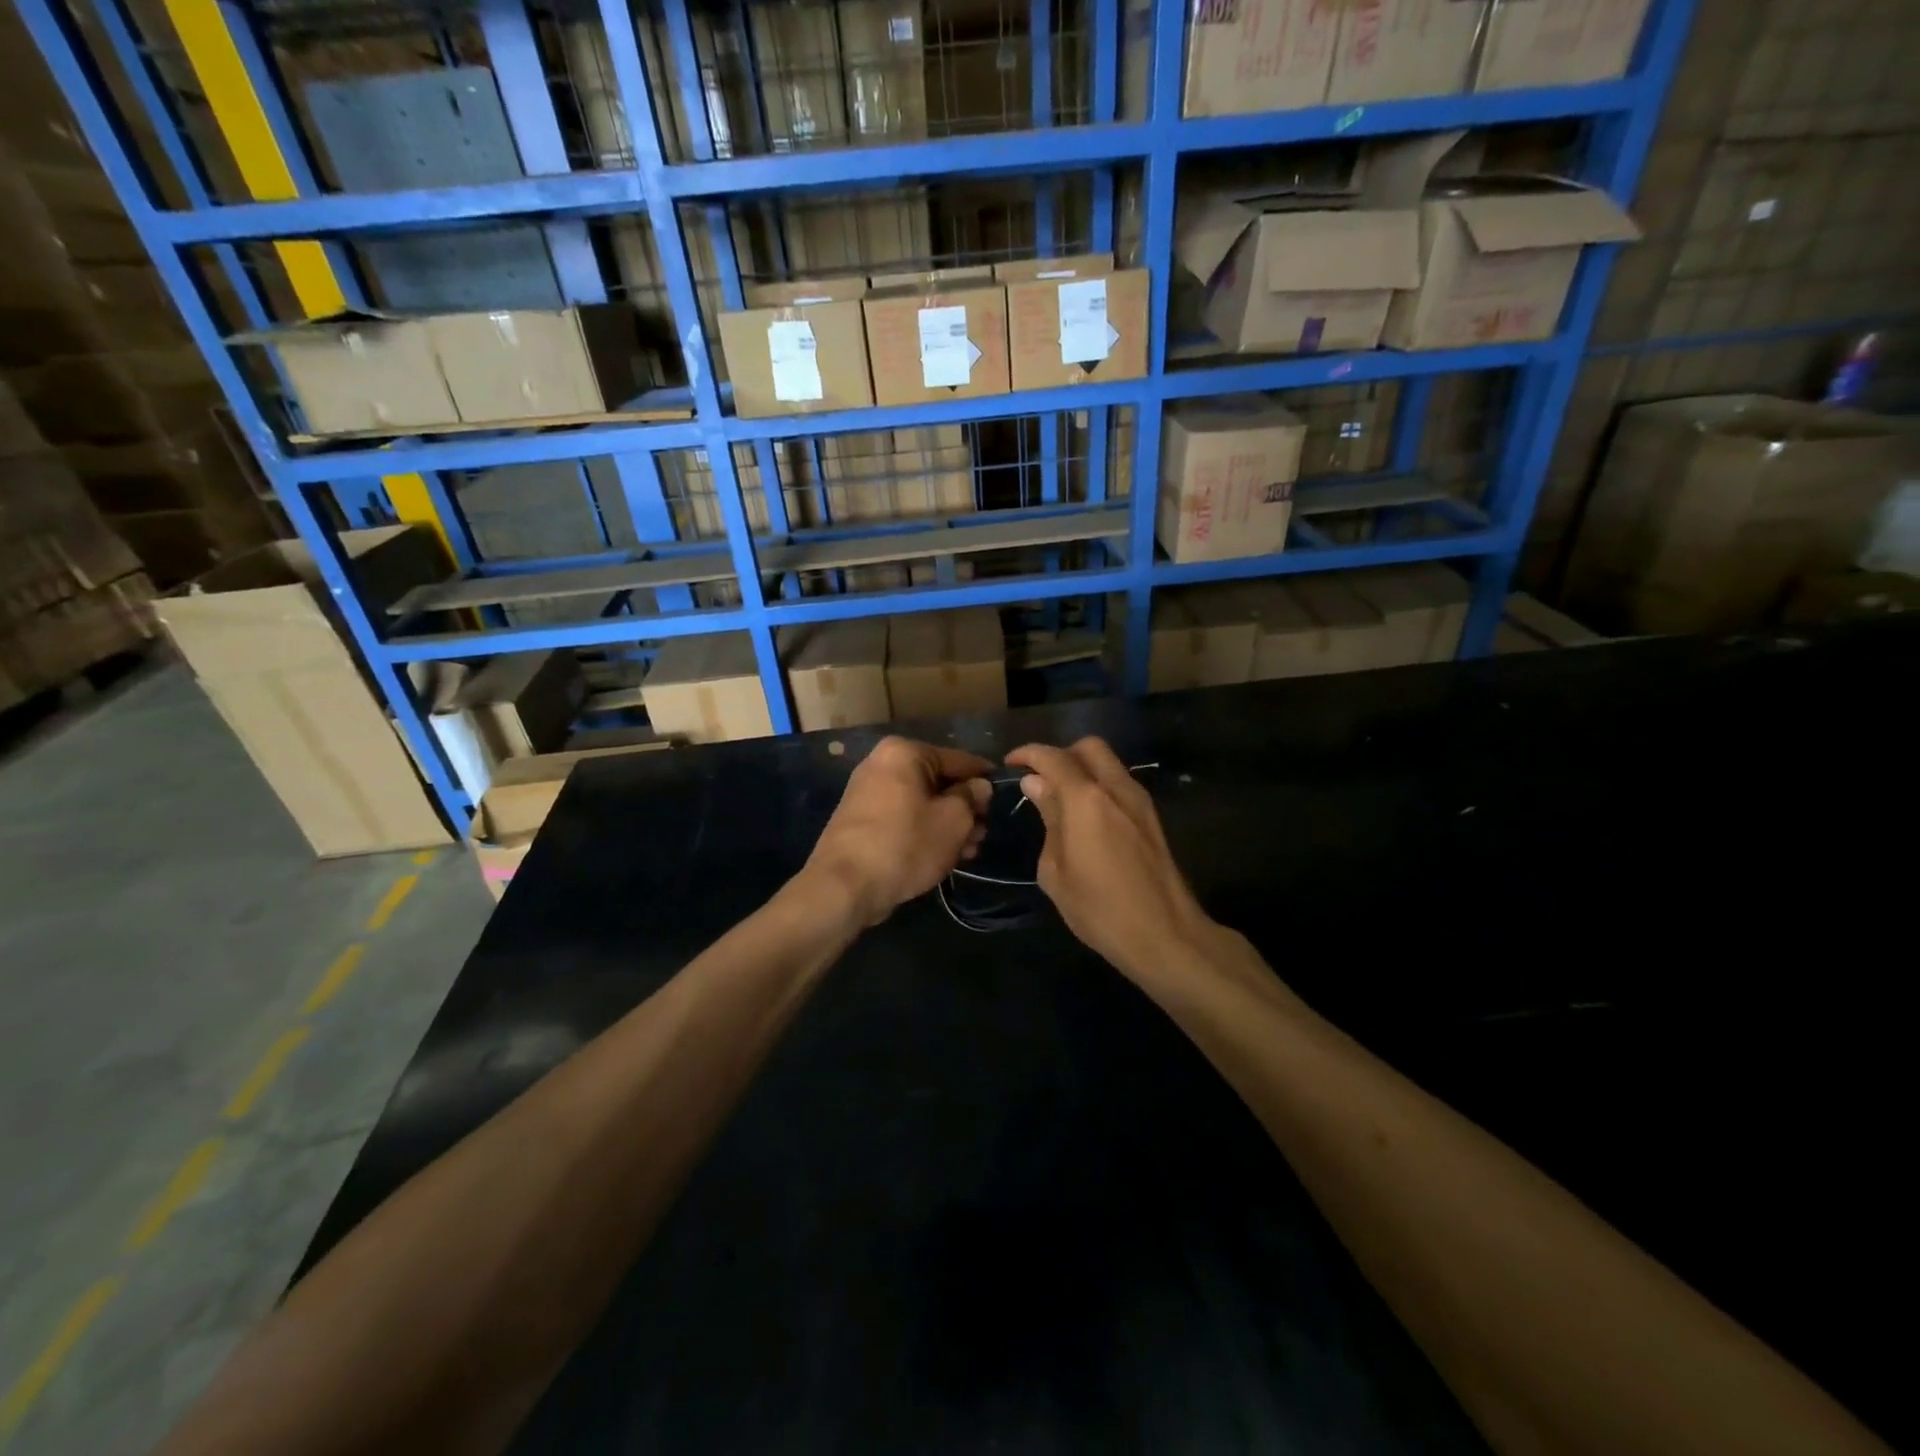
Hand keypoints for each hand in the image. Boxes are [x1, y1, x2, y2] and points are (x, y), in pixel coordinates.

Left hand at [805, 737, 991, 925]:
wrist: (844, 886)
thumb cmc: (905, 844)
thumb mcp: (953, 820)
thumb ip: (972, 798)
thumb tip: (979, 787)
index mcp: (904, 753)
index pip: (958, 759)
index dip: (984, 779)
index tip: (1004, 795)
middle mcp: (882, 764)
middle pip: (938, 782)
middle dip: (965, 808)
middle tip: (984, 834)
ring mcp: (869, 793)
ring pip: (922, 804)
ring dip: (948, 825)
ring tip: (969, 851)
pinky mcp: (862, 822)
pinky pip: (904, 819)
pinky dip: (925, 832)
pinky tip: (945, 855)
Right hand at [1006, 737, 1213, 978]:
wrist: (1165, 935)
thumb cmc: (1099, 910)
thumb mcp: (1056, 871)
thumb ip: (1048, 819)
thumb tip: (1036, 785)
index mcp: (1086, 799)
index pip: (1053, 757)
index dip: (1028, 754)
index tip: (1010, 764)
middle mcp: (1116, 788)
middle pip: (1088, 747)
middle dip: (1060, 754)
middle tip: (1040, 779)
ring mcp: (1139, 800)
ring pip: (1109, 763)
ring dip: (1082, 768)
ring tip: (1061, 798)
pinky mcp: (1152, 817)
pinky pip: (1120, 783)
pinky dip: (1100, 785)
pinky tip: (1087, 815)